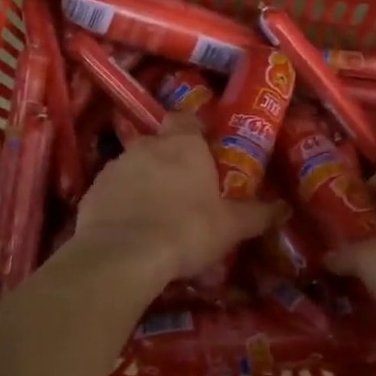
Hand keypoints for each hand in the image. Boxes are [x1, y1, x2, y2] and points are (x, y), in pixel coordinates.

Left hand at [71, 114, 279, 283]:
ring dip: (143, 183)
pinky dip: (121, 204)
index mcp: (182, 145)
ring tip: (156, 216)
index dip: (194, 132)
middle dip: (169, 161)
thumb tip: (284, 208)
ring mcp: (114, 167)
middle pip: (158, 144)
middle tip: (184, 190)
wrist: (123, 255)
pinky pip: (112, 192)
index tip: (203, 151)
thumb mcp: (231, 227)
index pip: (186, 120)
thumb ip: (257, 215)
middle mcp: (146, 147)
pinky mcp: (92, 192)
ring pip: (133, 167)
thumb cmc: (187, 230)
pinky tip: (131, 230)